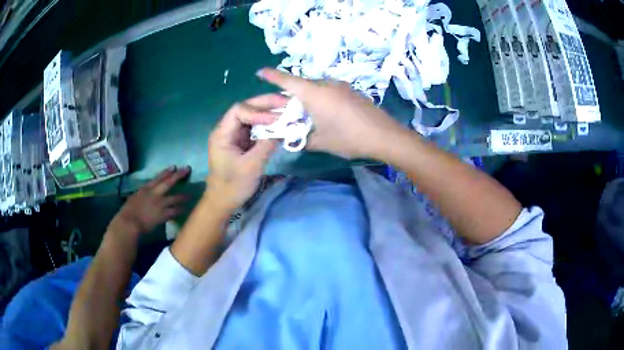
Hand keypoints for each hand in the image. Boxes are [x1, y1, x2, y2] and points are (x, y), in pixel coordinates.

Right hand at [108, 166, 189, 237]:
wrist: (130, 222)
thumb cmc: (128, 212)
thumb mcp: (134, 199)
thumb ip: (141, 196)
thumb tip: (143, 196)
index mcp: (146, 189)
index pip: (158, 178)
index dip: (167, 172)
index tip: (174, 167)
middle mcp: (155, 194)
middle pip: (169, 183)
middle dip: (179, 176)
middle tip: (187, 170)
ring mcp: (160, 204)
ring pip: (175, 198)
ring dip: (183, 197)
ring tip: (190, 195)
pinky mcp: (163, 214)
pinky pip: (175, 212)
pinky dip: (180, 211)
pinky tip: (184, 210)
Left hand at [207, 95, 282, 209]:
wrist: (223, 201)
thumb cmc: (234, 185)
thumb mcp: (252, 166)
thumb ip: (267, 145)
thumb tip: (284, 128)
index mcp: (222, 134)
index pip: (239, 111)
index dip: (258, 111)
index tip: (276, 119)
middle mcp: (226, 129)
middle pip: (245, 108)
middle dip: (265, 104)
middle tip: (286, 102)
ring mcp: (234, 135)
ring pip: (251, 116)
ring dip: (268, 112)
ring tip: (286, 109)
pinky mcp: (241, 141)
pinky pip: (254, 127)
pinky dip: (267, 124)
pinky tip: (279, 123)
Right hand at [256, 68, 406, 158]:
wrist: (384, 136)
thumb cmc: (349, 138)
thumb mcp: (320, 142)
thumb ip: (300, 139)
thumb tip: (288, 139)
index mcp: (314, 94)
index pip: (287, 81)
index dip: (272, 75)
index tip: (260, 71)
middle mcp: (326, 84)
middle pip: (302, 84)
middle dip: (290, 93)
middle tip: (284, 107)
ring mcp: (341, 86)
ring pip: (316, 87)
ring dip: (307, 96)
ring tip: (305, 113)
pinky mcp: (351, 91)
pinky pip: (329, 90)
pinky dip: (321, 98)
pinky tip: (325, 112)